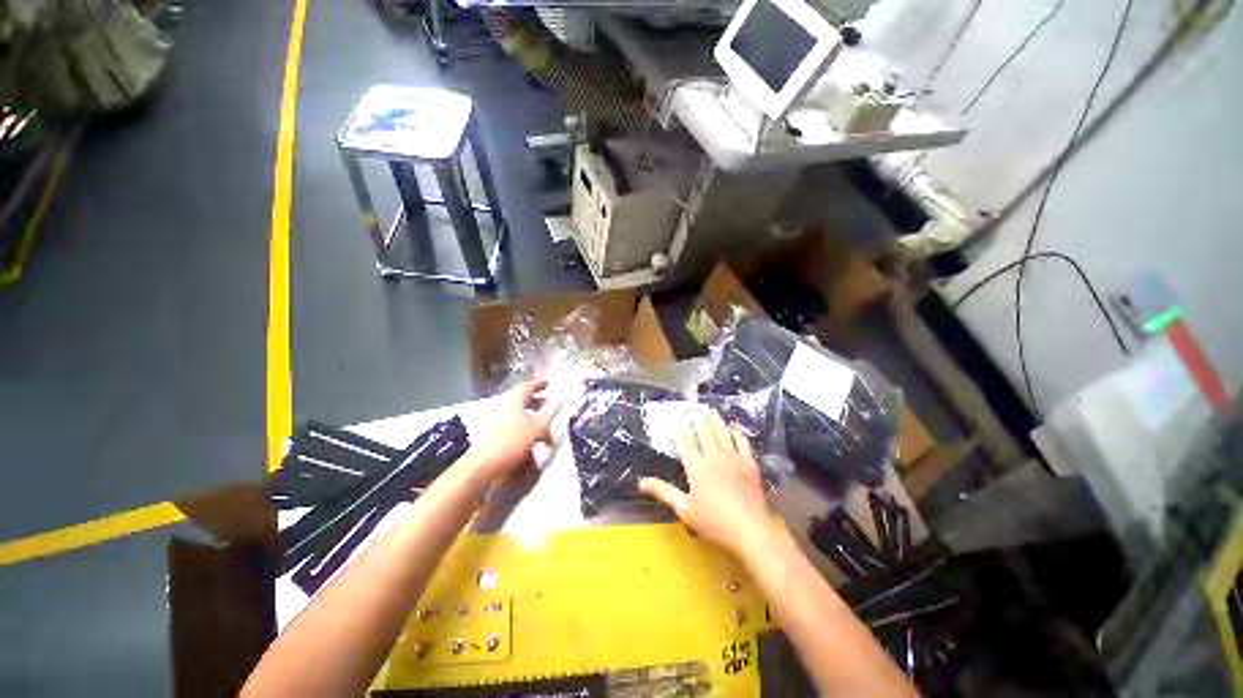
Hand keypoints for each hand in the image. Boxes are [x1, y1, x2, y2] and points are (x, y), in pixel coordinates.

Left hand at [467, 378, 559, 479]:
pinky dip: (519, 424)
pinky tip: (526, 437)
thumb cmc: (513, 442)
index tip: (548, 383)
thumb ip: (551, 410)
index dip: (540, 383)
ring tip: (541, 426)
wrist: (483, 465)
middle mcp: (501, 403)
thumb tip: (562, 393)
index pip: (529, 385)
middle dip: (536, 402)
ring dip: (529, 415)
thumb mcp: (538, 426)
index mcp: (513, 398)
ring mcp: (493, 417)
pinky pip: (508, 422)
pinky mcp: (488, 431)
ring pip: (515, 411)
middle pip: (521, 398)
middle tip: (548, 405)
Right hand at [638, 412, 777, 558]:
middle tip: (693, 410)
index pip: (684, 441)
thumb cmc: (714, 522)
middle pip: (704, 431)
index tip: (674, 423)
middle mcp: (714, 455)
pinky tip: (733, 427)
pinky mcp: (749, 463)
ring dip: (715, 421)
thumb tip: (641, 482)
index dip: (678, 430)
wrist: (750, 530)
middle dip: (697, 420)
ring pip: (722, 432)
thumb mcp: (684, 509)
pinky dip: (736, 431)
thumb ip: (663, 491)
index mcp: (696, 466)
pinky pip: (742, 441)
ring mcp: (733, 457)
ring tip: (710, 412)